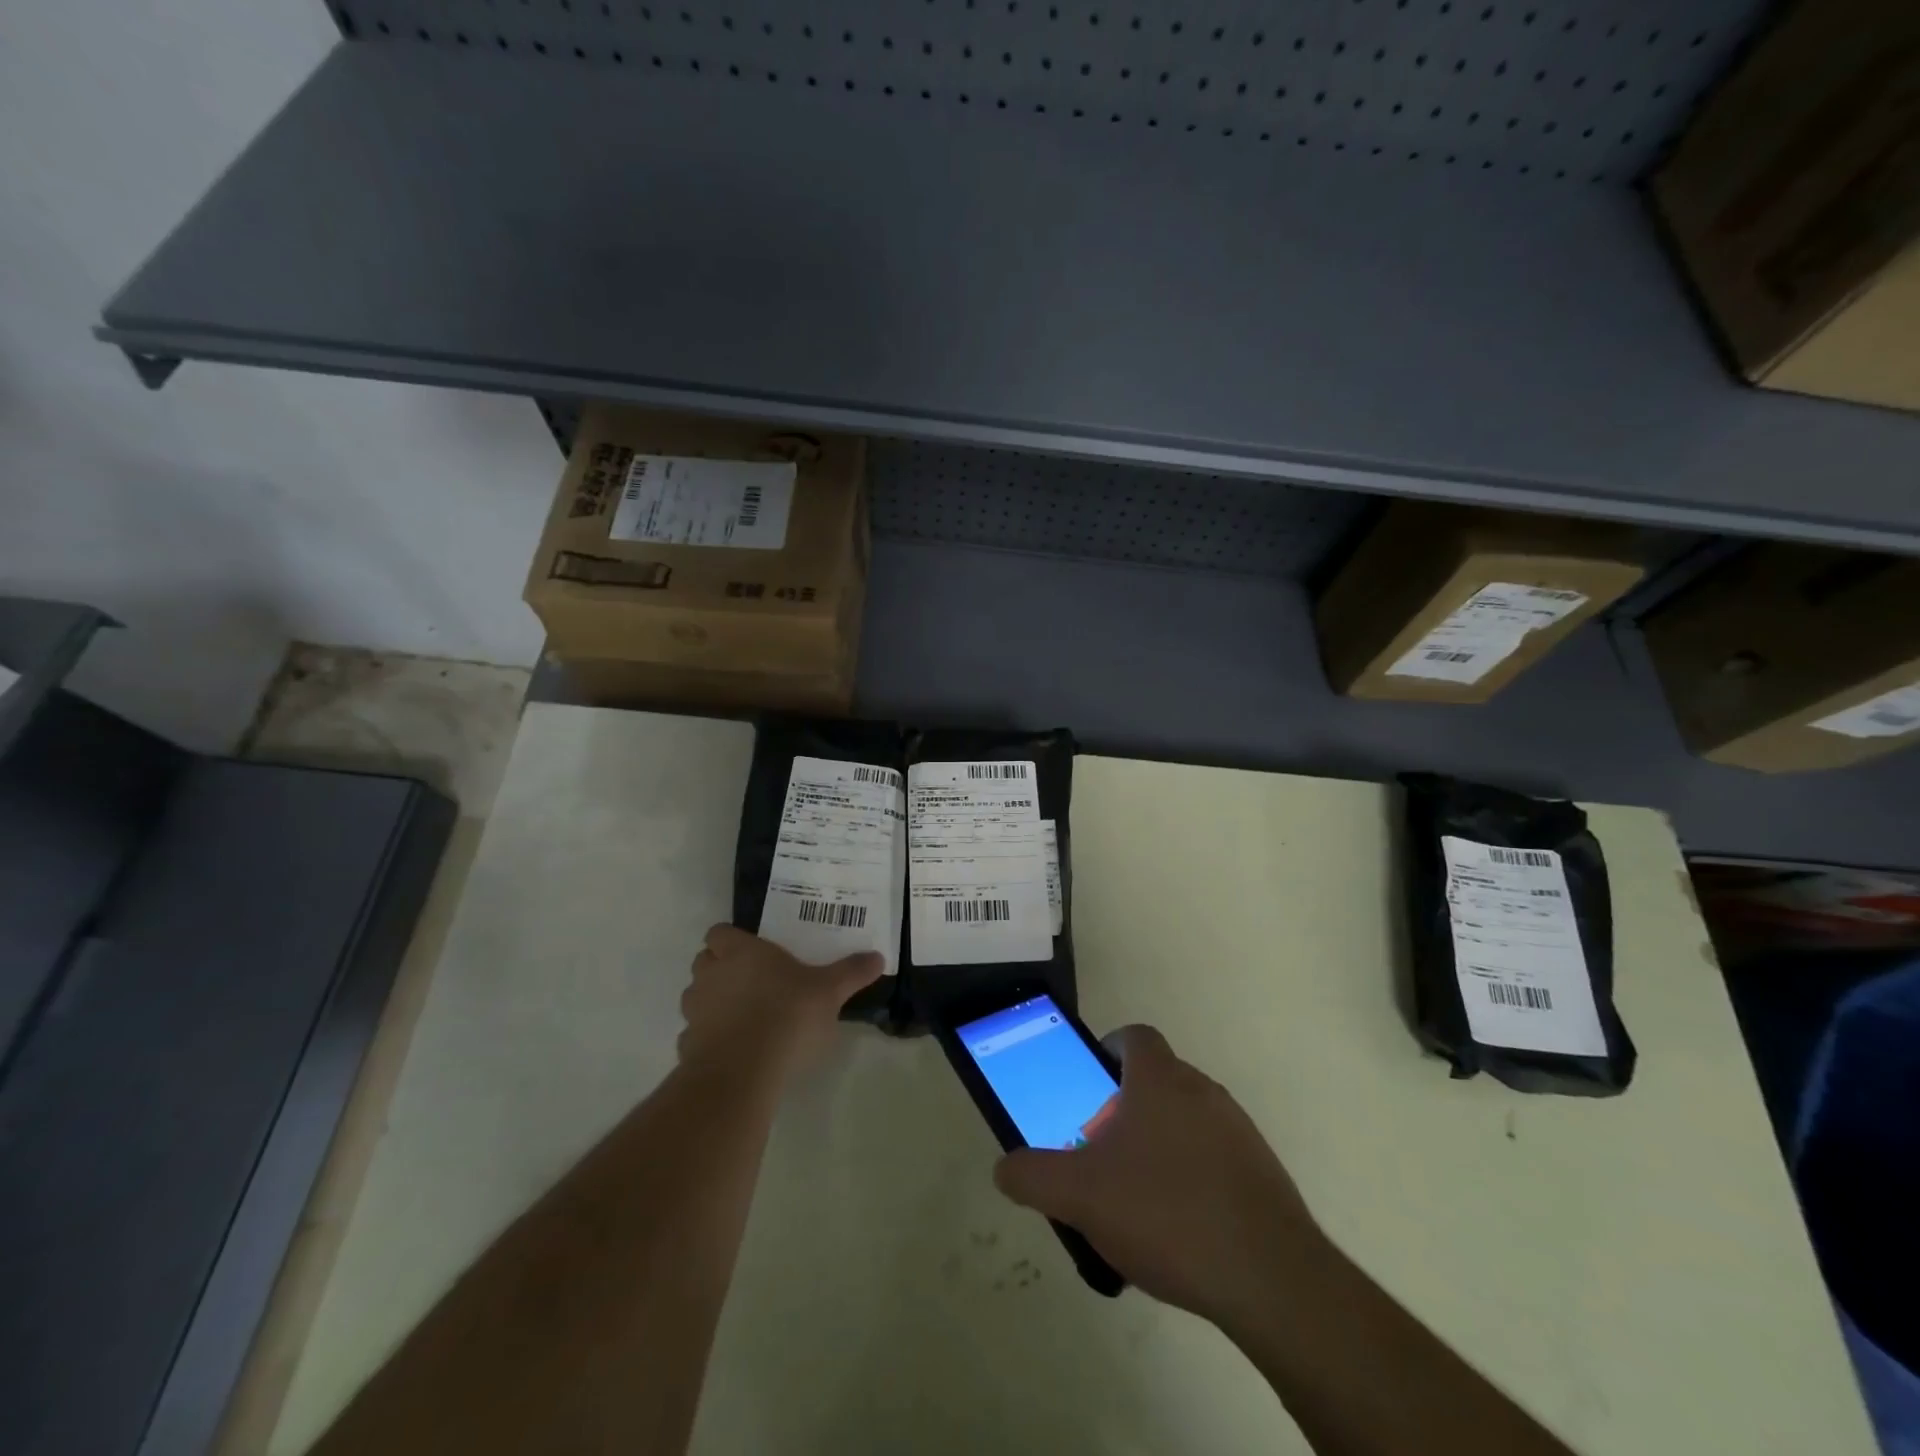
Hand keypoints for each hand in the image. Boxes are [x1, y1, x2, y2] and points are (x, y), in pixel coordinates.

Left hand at [678, 926, 882, 1080]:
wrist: (743, 1073)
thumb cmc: (787, 1016)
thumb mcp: (829, 991)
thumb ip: (851, 972)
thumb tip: (878, 956)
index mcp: (741, 952)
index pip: (719, 932)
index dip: (731, 939)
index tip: (752, 950)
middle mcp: (711, 975)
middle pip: (704, 960)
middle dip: (720, 967)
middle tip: (751, 980)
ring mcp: (695, 1012)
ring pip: (696, 997)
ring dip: (712, 1002)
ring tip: (742, 1016)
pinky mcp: (687, 1047)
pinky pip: (694, 1035)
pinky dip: (709, 1039)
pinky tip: (733, 1050)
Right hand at [993, 1025, 1324, 1327]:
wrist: (1270, 1278)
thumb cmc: (1166, 1213)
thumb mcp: (1080, 1196)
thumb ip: (1033, 1176)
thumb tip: (1004, 1168)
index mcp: (1159, 1080)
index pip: (1135, 1036)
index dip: (1109, 1049)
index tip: (1091, 1082)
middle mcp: (1202, 1090)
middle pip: (1157, 1079)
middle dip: (1126, 1105)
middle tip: (1101, 1148)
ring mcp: (1238, 1129)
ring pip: (1187, 1118)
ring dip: (1160, 1141)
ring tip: (1136, 1195)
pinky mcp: (1262, 1171)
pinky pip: (1215, 1155)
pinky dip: (1192, 1174)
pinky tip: (1179, 1227)